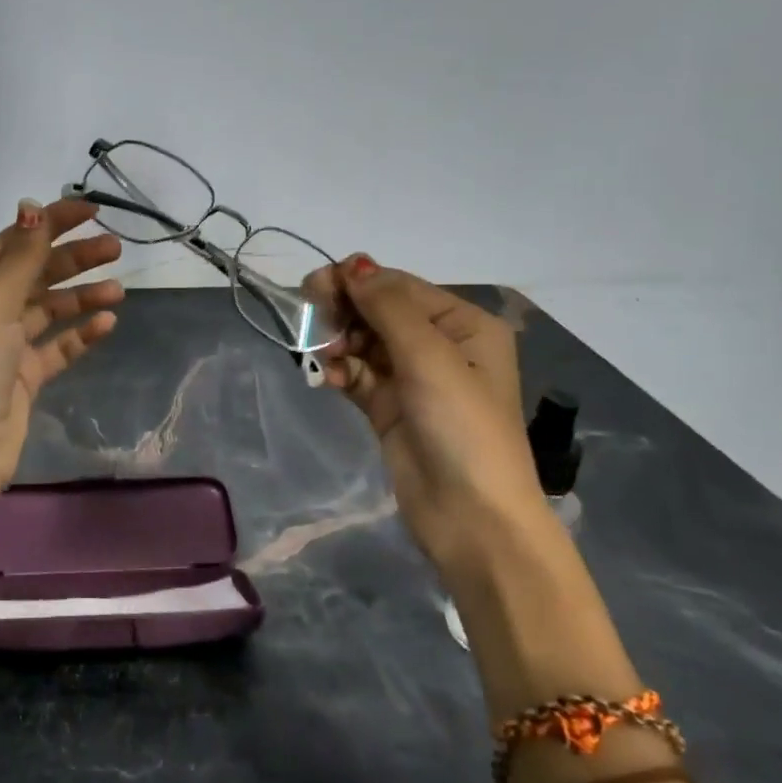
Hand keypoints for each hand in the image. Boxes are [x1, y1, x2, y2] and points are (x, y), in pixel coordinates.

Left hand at [0, 196, 124, 504]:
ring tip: (118, 290)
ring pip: (50, 309)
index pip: (15, 243)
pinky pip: (58, 346)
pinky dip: (80, 333)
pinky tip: (106, 324)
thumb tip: (32, 206)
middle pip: (36, 274)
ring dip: (82, 296)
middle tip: (115, 249)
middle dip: (74, 260)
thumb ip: (21, 255)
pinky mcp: (25, 375)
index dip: (51, 223)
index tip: (92, 211)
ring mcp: (6, 344)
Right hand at [313, 258, 546, 565]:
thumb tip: (354, 265)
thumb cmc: (462, 427)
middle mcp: (440, 345)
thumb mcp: (430, 357)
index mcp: (464, 325)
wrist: (472, 517)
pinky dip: (340, 372)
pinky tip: (327, 381)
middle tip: (309, 317)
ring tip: (324, 359)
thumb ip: (388, 308)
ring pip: (363, 343)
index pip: (401, 287)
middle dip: (344, 312)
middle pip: (379, 312)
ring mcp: (413, 378)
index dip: (358, 281)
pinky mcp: (389, 408)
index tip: (315, 284)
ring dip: (338, 344)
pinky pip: (357, 375)